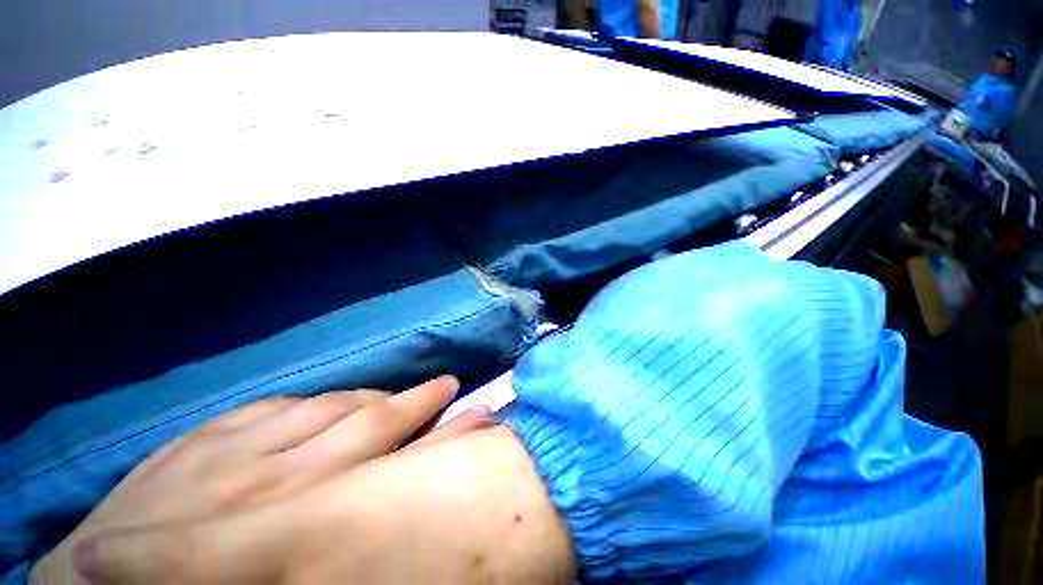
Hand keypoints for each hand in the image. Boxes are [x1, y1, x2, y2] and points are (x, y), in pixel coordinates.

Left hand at [31, 376, 493, 583]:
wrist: (97, 584)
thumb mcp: (293, 563)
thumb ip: (345, 527)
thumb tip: (399, 509)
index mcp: (302, 512)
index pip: (390, 455)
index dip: (437, 431)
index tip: (474, 413)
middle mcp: (283, 474)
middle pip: (371, 420)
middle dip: (418, 400)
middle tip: (447, 384)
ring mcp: (239, 447)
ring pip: (328, 405)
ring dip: (369, 398)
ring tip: (394, 394)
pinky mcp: (205, 436)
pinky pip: (276, 406)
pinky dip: (311, 403)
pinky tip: (323, 403)